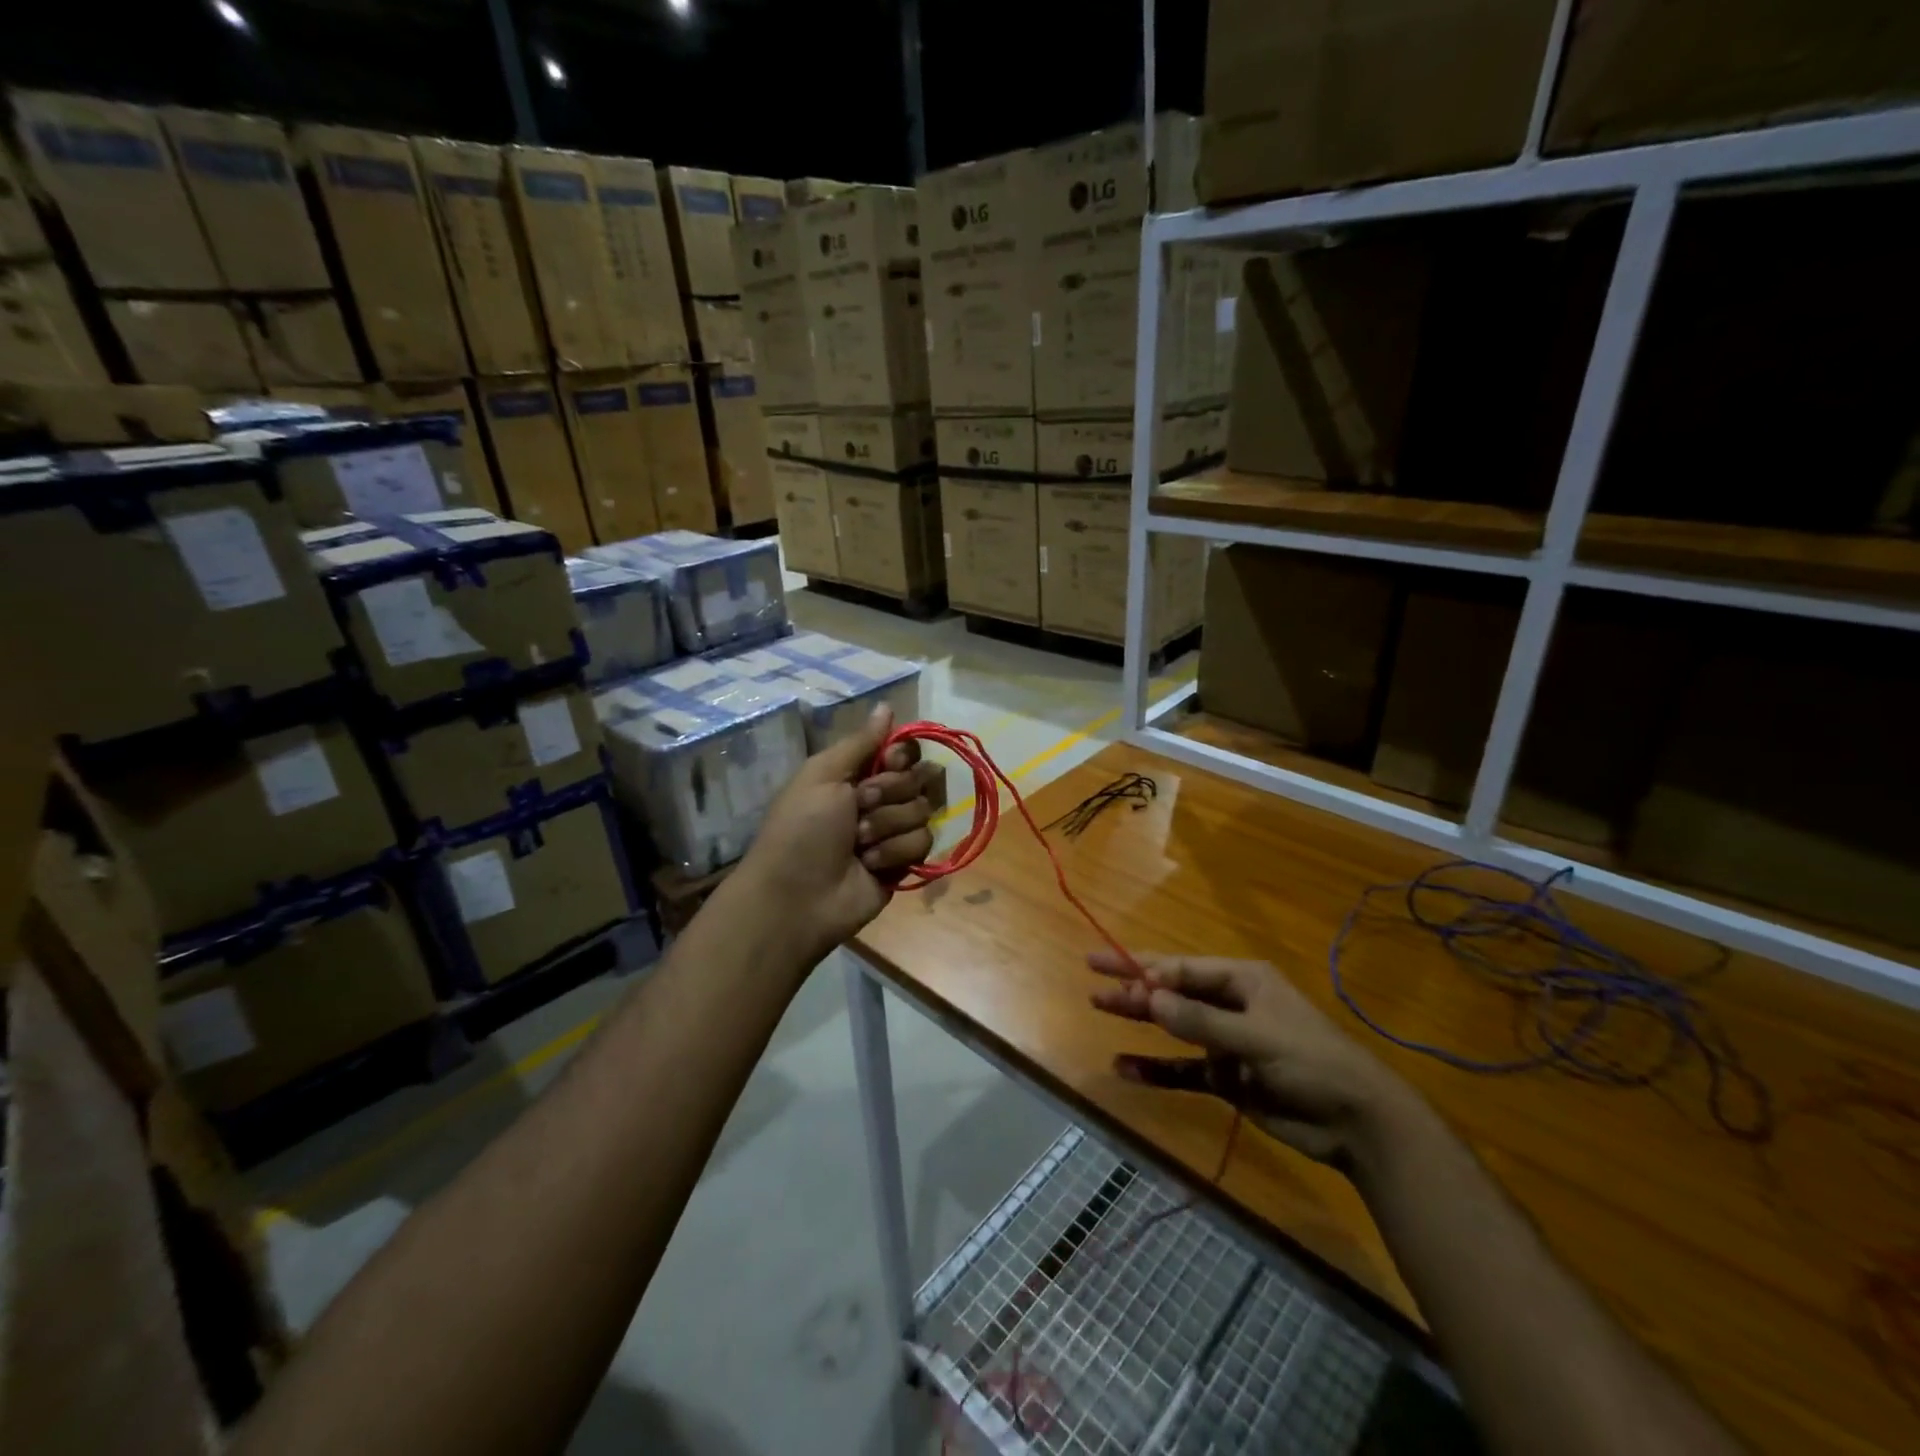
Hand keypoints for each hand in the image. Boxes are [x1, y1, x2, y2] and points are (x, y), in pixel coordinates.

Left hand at [738, 703, 934, 963]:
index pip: (903, 751)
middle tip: (859, 807)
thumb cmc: (801, 828)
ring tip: (858, 843)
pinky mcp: (904, 863)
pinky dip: (895, 851)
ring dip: (888, 824)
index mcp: (856, 773)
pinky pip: (924, 842)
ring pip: (923, 810)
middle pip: (920, 777)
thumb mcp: (822, 774)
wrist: (797, 896)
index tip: (887, 762)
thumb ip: (861, 742)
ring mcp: (893, 832)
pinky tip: (870, 864)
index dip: (901, 756)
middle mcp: (880, 799)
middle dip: (890, 792)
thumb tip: (887, 705)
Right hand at [1088, 951, 1412, 1170]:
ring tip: (1100, 1007)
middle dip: (1135, 986)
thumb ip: (1202, 1022)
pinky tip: (1124, 1067)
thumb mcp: (1257, 1038)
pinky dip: (1155, 1069)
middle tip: (1093, 978)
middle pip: (1173, 991)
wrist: (1357, 1123)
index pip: (1184, 969)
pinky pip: (1182, 1069)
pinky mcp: (1226, 1078)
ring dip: (1140, 1020)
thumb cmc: (1312, 1062)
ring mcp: (1226, 1042)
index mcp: (1243, 981)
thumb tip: (1150, 999)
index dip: (1146, 968)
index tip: (1109, 968)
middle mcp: (1231, 1005)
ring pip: (1173, 1026)